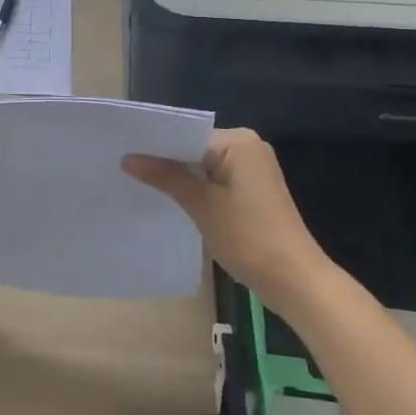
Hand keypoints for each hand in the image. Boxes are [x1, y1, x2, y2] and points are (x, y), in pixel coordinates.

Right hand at [122, 128, 332, 310]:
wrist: (294, 280)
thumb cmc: (248, 236)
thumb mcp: (201, 204)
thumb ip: (165, 176)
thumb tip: (128, 158)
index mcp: (238, 142)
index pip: (185, 135)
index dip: (154, 145)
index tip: (121, 152)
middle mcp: (247, 147)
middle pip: (193, 148)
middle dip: (163, 160)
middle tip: (121, 167)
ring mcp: (251, 169)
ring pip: (201, 166)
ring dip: (176, 176)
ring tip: (136, 182)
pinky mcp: (250, 190)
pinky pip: (212, 180)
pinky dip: (193, 188)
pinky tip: (167, 198)